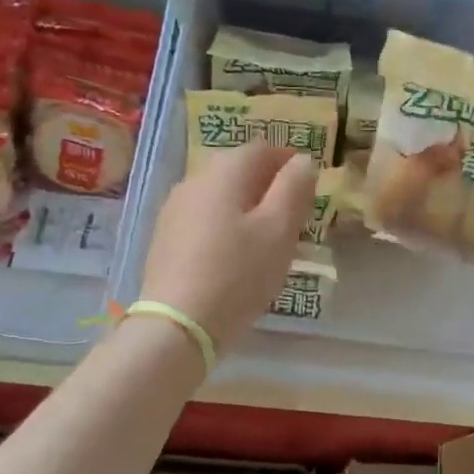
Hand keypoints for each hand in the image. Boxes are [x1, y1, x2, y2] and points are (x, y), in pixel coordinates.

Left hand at [138, 143, 317, 351]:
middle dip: (268, 184)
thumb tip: (302, 160)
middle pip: (238, 169)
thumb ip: (294, 187)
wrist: (177, 325)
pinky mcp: (165, 238)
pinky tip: (235, 254)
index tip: (309, 187)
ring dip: (246, 205)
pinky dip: (225, 224)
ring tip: (267, 237)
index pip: (262, 148)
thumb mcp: (279, 230)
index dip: (289, 161)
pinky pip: (204, 217)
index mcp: (224, 171)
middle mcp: (194, 180)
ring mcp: (174, 209)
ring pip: (220, 194)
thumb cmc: (238, 273)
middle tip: (293, 214)